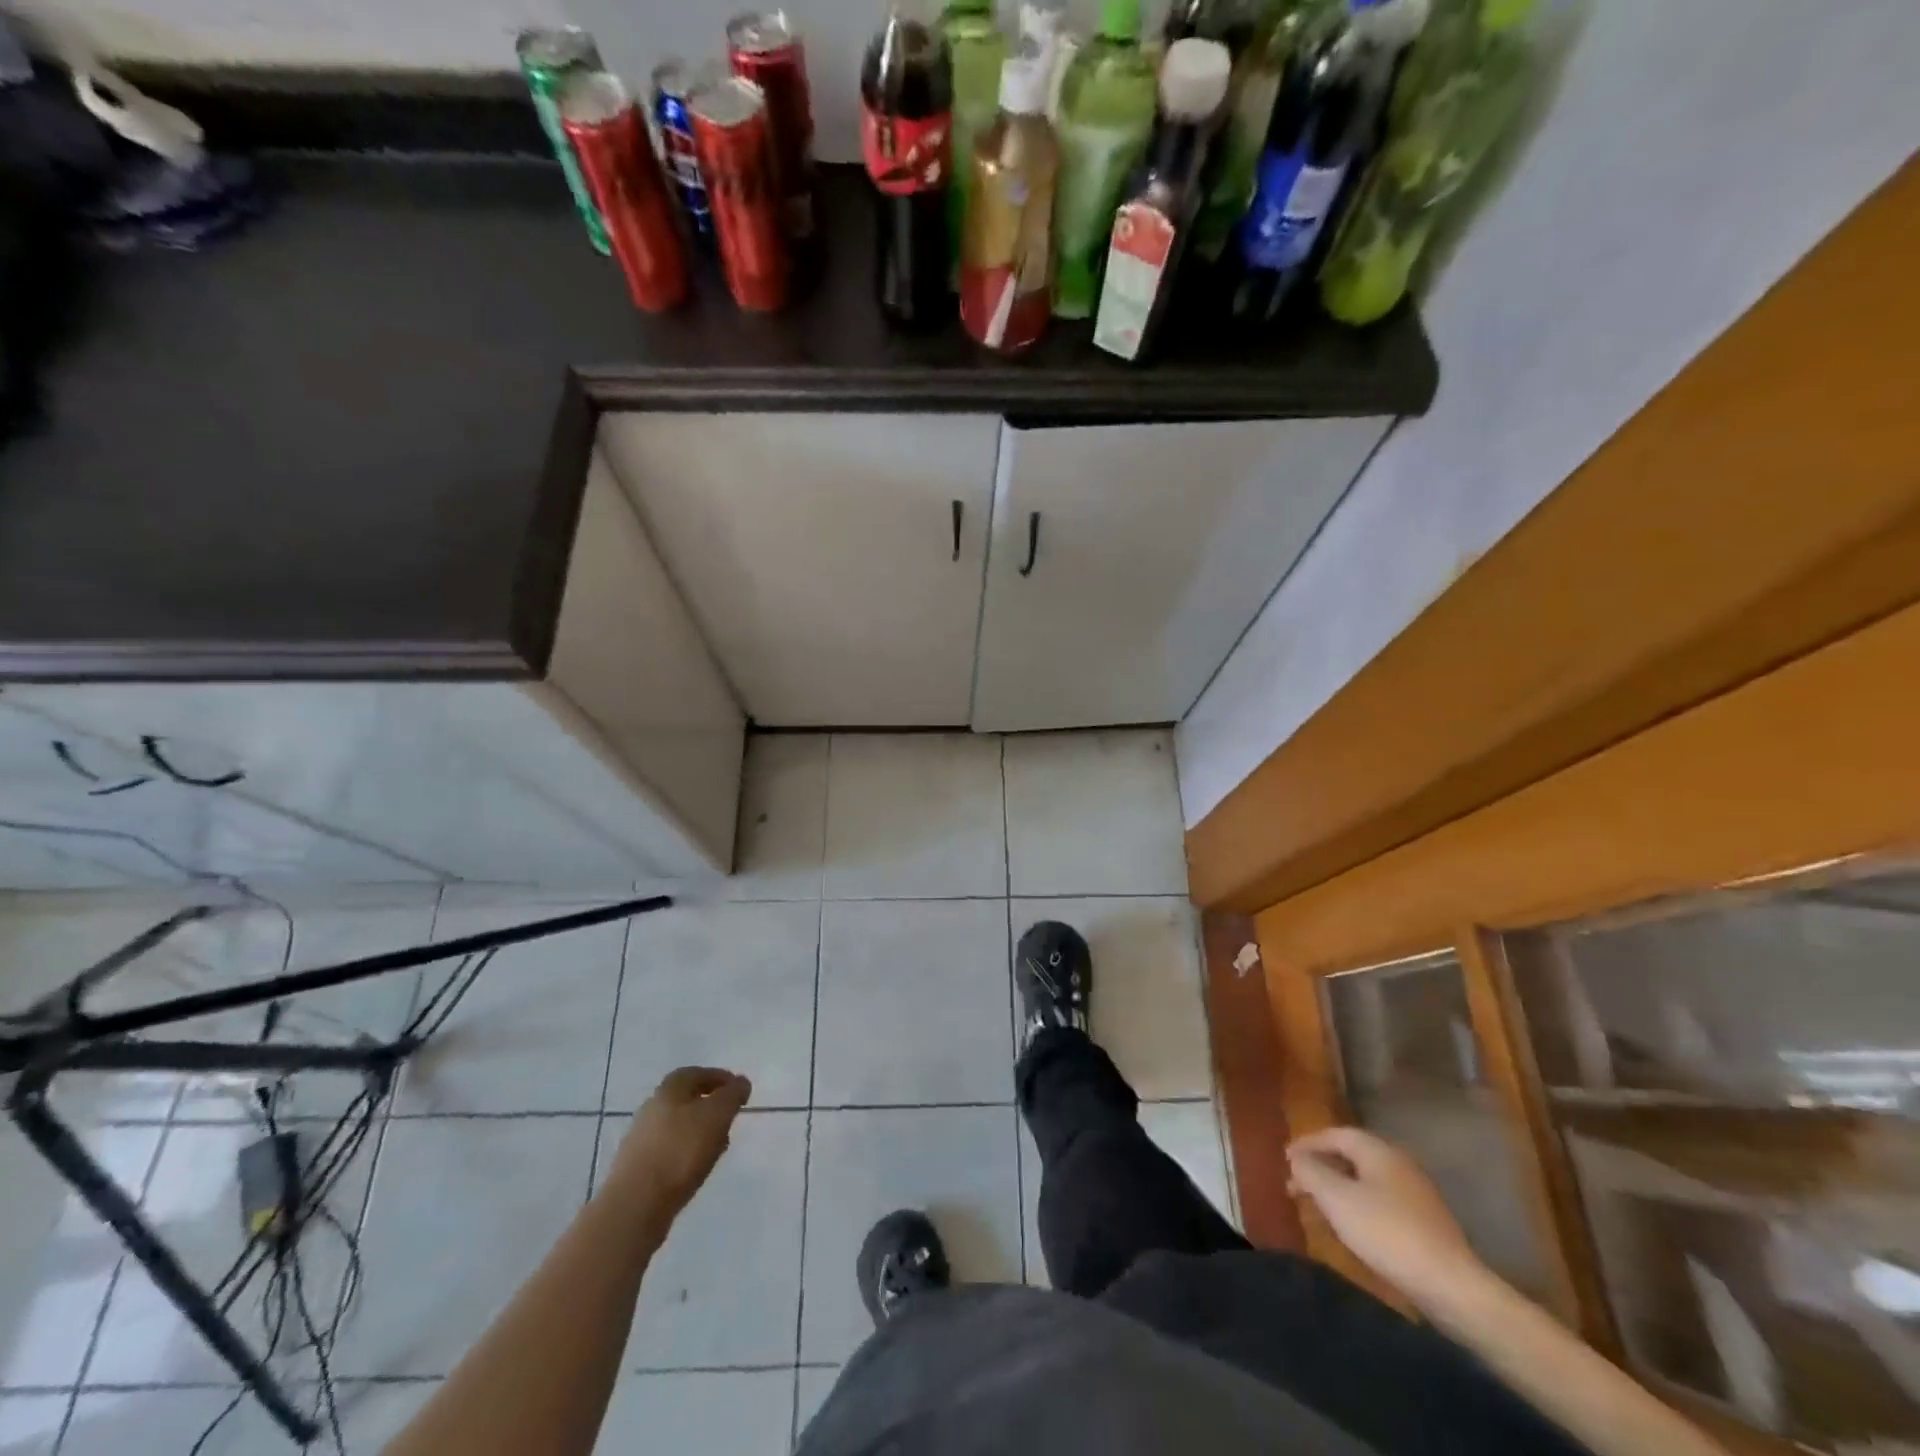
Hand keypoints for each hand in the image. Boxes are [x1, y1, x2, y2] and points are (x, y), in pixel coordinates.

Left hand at [604, 1067, 751, 1231]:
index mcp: (669, 1090)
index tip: (738, 1090)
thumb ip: (732, 1095)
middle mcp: (650, 1108)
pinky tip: (695, 1168)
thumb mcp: (718, 1115)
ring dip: (698, 1131)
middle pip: (684, 1100)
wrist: (635, 1205)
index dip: (719, 1078)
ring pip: (676, 1127)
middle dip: (709, 1105)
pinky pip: (668, 1152)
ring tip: (717, 1146)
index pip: (696, 1073)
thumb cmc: (681, 1151)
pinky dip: (685, 1153)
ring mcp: (639, 1140)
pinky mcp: (635, 1169)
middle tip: (730, 1118)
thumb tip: (740, 1083)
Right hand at [1286, 1126, 1483, 1310]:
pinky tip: (1351, 1227)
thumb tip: (1295, 1157)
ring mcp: (1416, 1194)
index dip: (1307, 1143)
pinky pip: (1381, 1201)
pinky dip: (1358, 1205)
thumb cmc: (1386, 1232)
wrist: (1451, 1286)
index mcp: (1378, 1151)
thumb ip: (1310, 1172)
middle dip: (1321, 1168)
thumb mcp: (1337, 1199)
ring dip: (1338, 1188)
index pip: (1335, 1134)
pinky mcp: (1426, 1222)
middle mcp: (1398, 1164)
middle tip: (1296, 1185)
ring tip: (1318, 1207)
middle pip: (1351, 1156)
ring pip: (1366, 1180)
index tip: (1286, 1159)